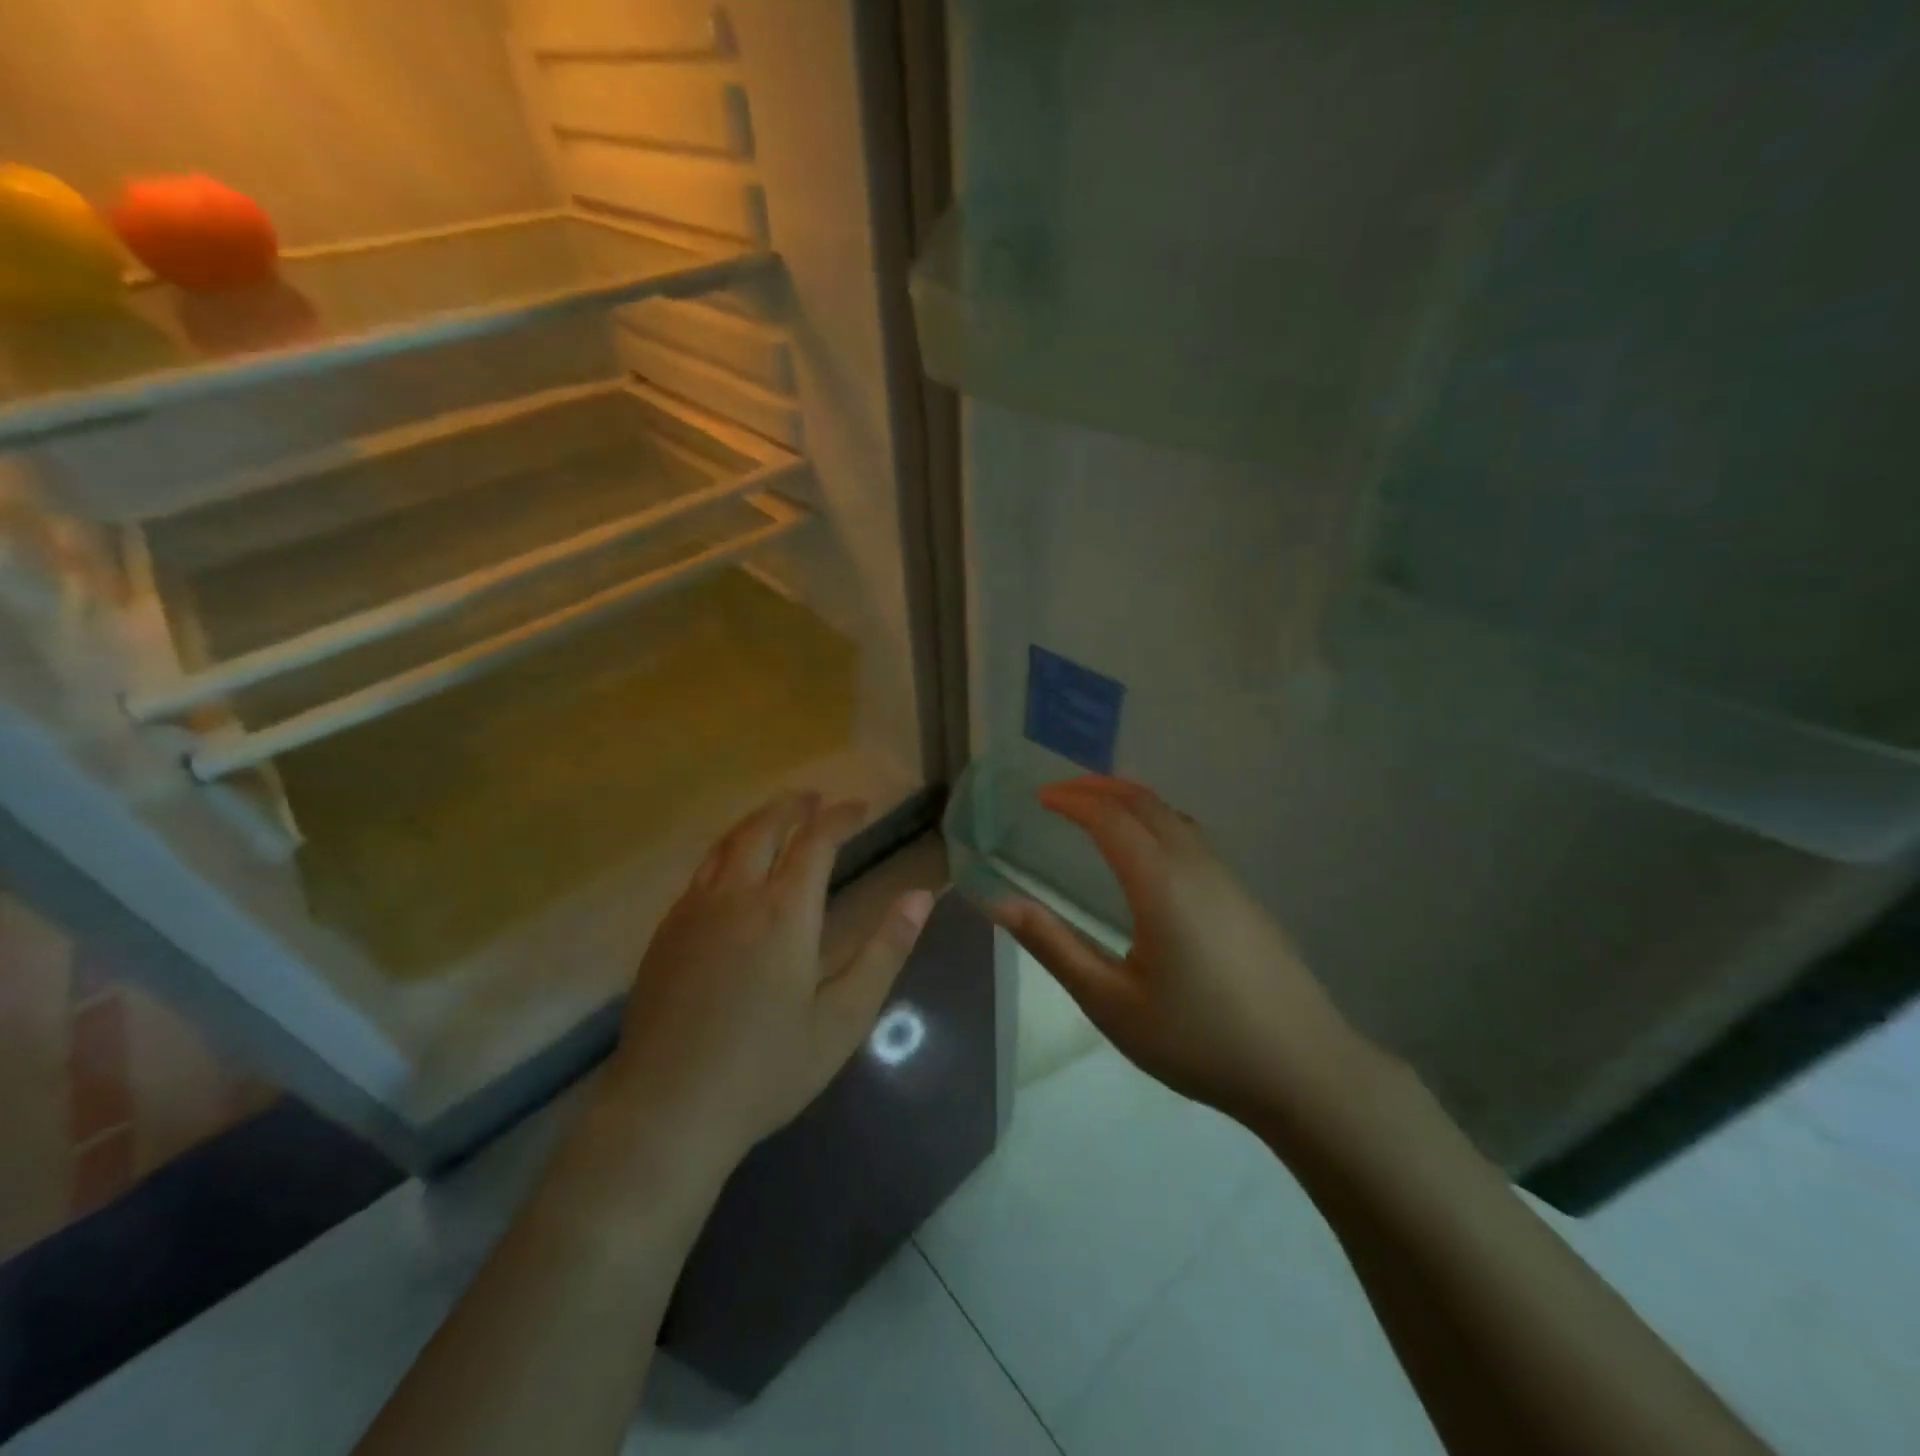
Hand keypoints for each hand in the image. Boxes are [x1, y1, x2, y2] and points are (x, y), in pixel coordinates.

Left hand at [604, 792, 933, 1175]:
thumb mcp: (843, 1017)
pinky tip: (732, 871)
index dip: (840, 817)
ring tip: (777, 818)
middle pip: (763, 828)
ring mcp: (692, 912)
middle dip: (793, 806)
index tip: (860, 808)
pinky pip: (700, 872)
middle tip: (815, 799)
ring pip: (725, 844)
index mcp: (784, 911)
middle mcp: (736, 896)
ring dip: (756, 822)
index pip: (816, 841)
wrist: (667, 1111)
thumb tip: (921, 895)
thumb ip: (885, 951)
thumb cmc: (767, 1069)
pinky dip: (726, 852)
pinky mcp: (665, 934)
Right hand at [992, 776, 1370, 1126]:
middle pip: (1145, 802)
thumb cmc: (1197, 1039)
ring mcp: (1228, 879)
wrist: (1304, 1070)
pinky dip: (1157, 821)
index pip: (1110, 817)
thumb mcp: (1111, 1002)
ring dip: (1132, 801)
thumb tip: (998, 902)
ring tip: (1099, 809)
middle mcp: (1196, 866)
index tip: (1039, 797)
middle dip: (1100, 787)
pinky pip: (1192, 837)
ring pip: (1174, 816)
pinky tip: (1150, 853)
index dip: (1072, 799)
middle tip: (1062, 793)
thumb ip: (1054, 945)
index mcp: (1160, 883)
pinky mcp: (1245, 898)